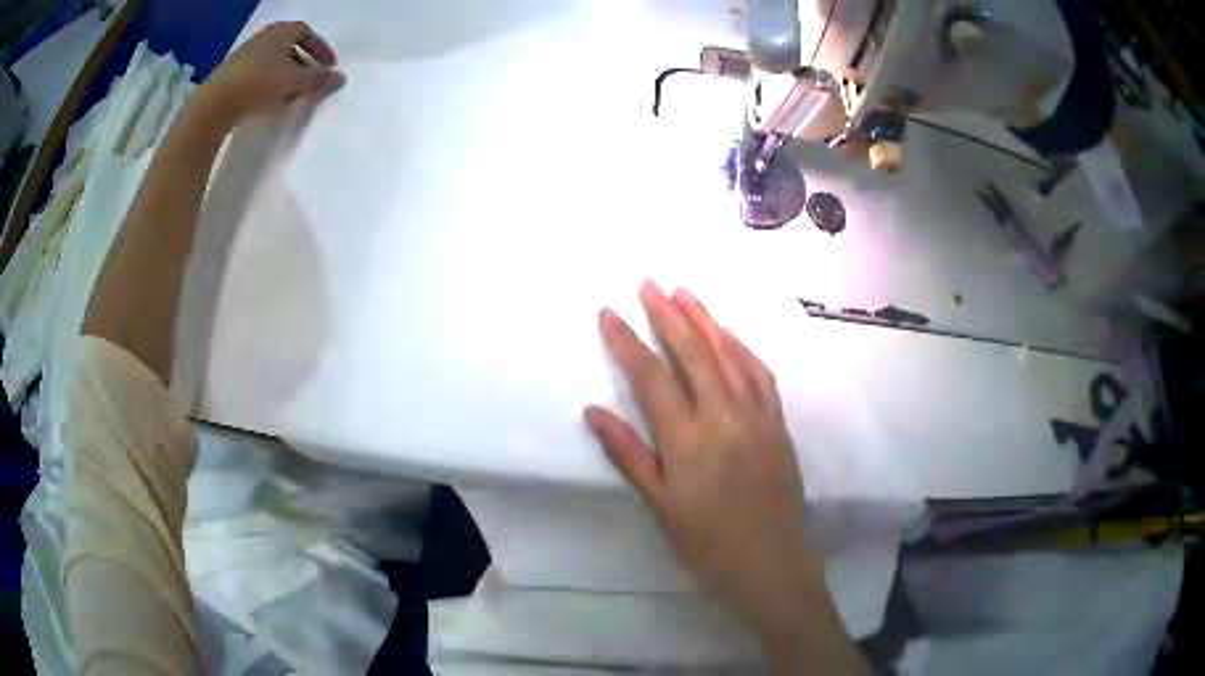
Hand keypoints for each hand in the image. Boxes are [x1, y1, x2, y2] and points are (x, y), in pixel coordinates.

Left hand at [193, 22, 344, 131]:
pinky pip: (258, 74)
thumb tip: (341, 78)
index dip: (320, 49)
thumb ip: (319, 80)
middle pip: (290, 47)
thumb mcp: (295, 82)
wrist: (214, 104)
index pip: (307, 33)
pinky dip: (269, 83)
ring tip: (291, 94)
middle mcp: (263, 37)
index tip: (329, 66)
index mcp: (281, 31)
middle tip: (311, 81)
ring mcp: (245, 55)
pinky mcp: (231, 74)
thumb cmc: (259, 84)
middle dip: (303, 63)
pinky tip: (269, 100)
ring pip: (273, 62)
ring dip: (285, 75)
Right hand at [585, 281, 815, 619]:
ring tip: (686, 292)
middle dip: (669, 314)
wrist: (771, 565)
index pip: (652, 377)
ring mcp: (757, 417)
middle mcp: (724, 417)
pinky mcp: (778, 424)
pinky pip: (760, 374)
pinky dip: (742, 348)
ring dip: (706, 320)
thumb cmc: (707, 545)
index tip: (609, 312)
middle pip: (694, 353)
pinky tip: (730, 335)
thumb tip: (594, 410)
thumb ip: (628, 454)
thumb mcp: (660, 505)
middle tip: (649, 282)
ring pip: (730, 355)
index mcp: (688, 440)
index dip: (628, 341)